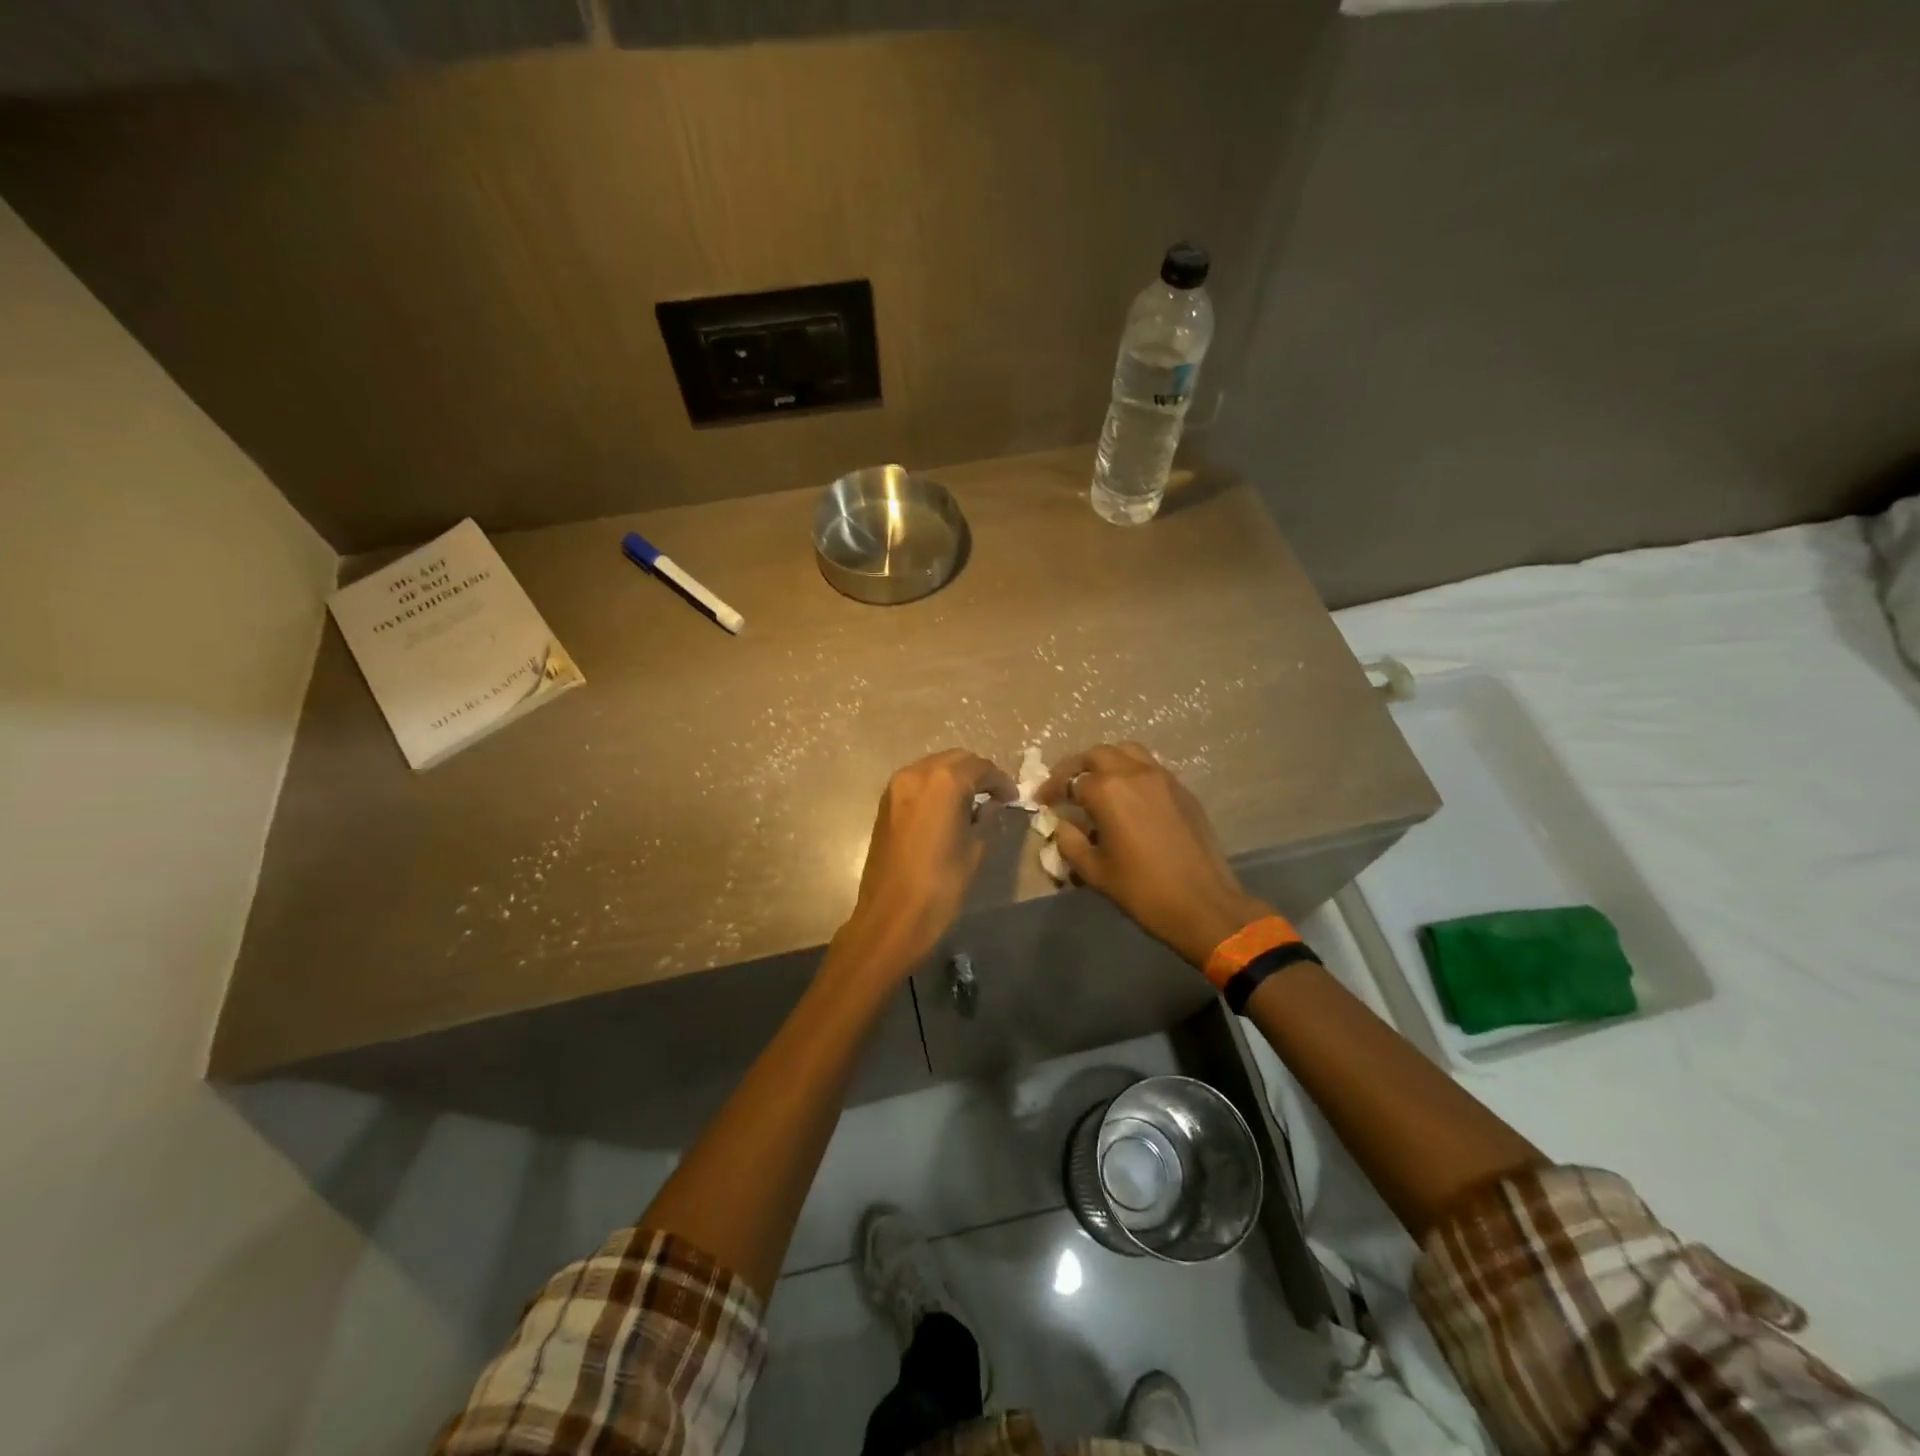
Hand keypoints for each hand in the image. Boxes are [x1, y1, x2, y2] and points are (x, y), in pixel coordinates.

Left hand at [837, 748, 1015, 974]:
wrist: (891, 916)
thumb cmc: (940, 885)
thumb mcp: (974, 849)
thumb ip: (984, 818)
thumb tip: (988, 806)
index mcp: (944, 781)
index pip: (980, 767)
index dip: (1000, 781)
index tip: (1012, 798)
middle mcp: (916, 774)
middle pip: (955, 760)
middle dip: (977, 774)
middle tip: (995, 796)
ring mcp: (896, 787)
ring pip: (933, 768)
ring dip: (954, 778)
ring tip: (972, 803)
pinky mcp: (885, 804)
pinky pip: (917, 783)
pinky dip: (935, 788)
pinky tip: (947, 810)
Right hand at [1037, 742, 1271, 967]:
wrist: (1203, 904)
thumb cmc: (1142, 890)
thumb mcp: (1093, 871)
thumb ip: (1069, 842)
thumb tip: (1061, 825)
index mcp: (1107, 791)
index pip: (1069, 780)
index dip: (1051, 790)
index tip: (1041, 801)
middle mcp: (1134, 773)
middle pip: (1097, 755)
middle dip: (1075, 767)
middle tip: (1065, 786)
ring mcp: (1162, 778)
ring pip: (1127, 751)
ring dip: (1106, 761)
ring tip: (1096, 783)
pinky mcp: (1182, 789)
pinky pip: (1150, 767)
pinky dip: (1131, 771)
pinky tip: (1128, 796)